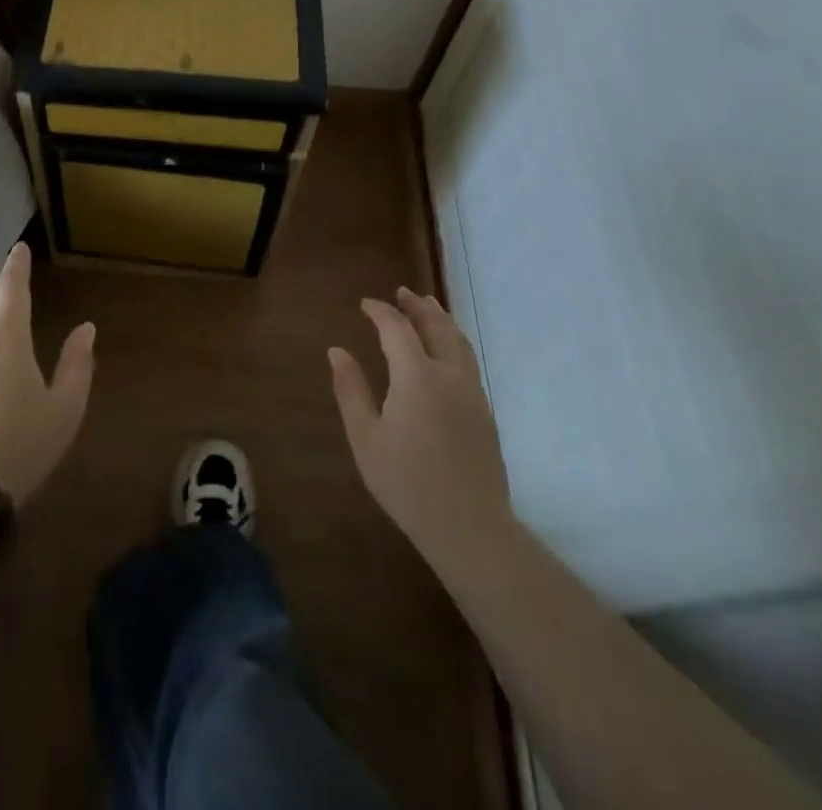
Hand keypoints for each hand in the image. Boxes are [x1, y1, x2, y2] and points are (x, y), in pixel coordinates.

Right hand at [329, 288, 510, 558]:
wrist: (470, 528)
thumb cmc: (407, 482)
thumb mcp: (366, 437)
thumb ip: (351, 389)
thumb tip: (337, 351)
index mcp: (416, 376)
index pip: (397, 328)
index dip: (380, 311)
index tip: (365, 304)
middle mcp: (449, 374)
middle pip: (436, 326)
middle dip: (418, 306)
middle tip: (402, 293)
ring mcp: (472, 393)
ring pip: (458, 341)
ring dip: (440, 319)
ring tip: (428, 307)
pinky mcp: (485, 412)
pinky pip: (468, 360)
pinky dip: (453, 341)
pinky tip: (445, 351)